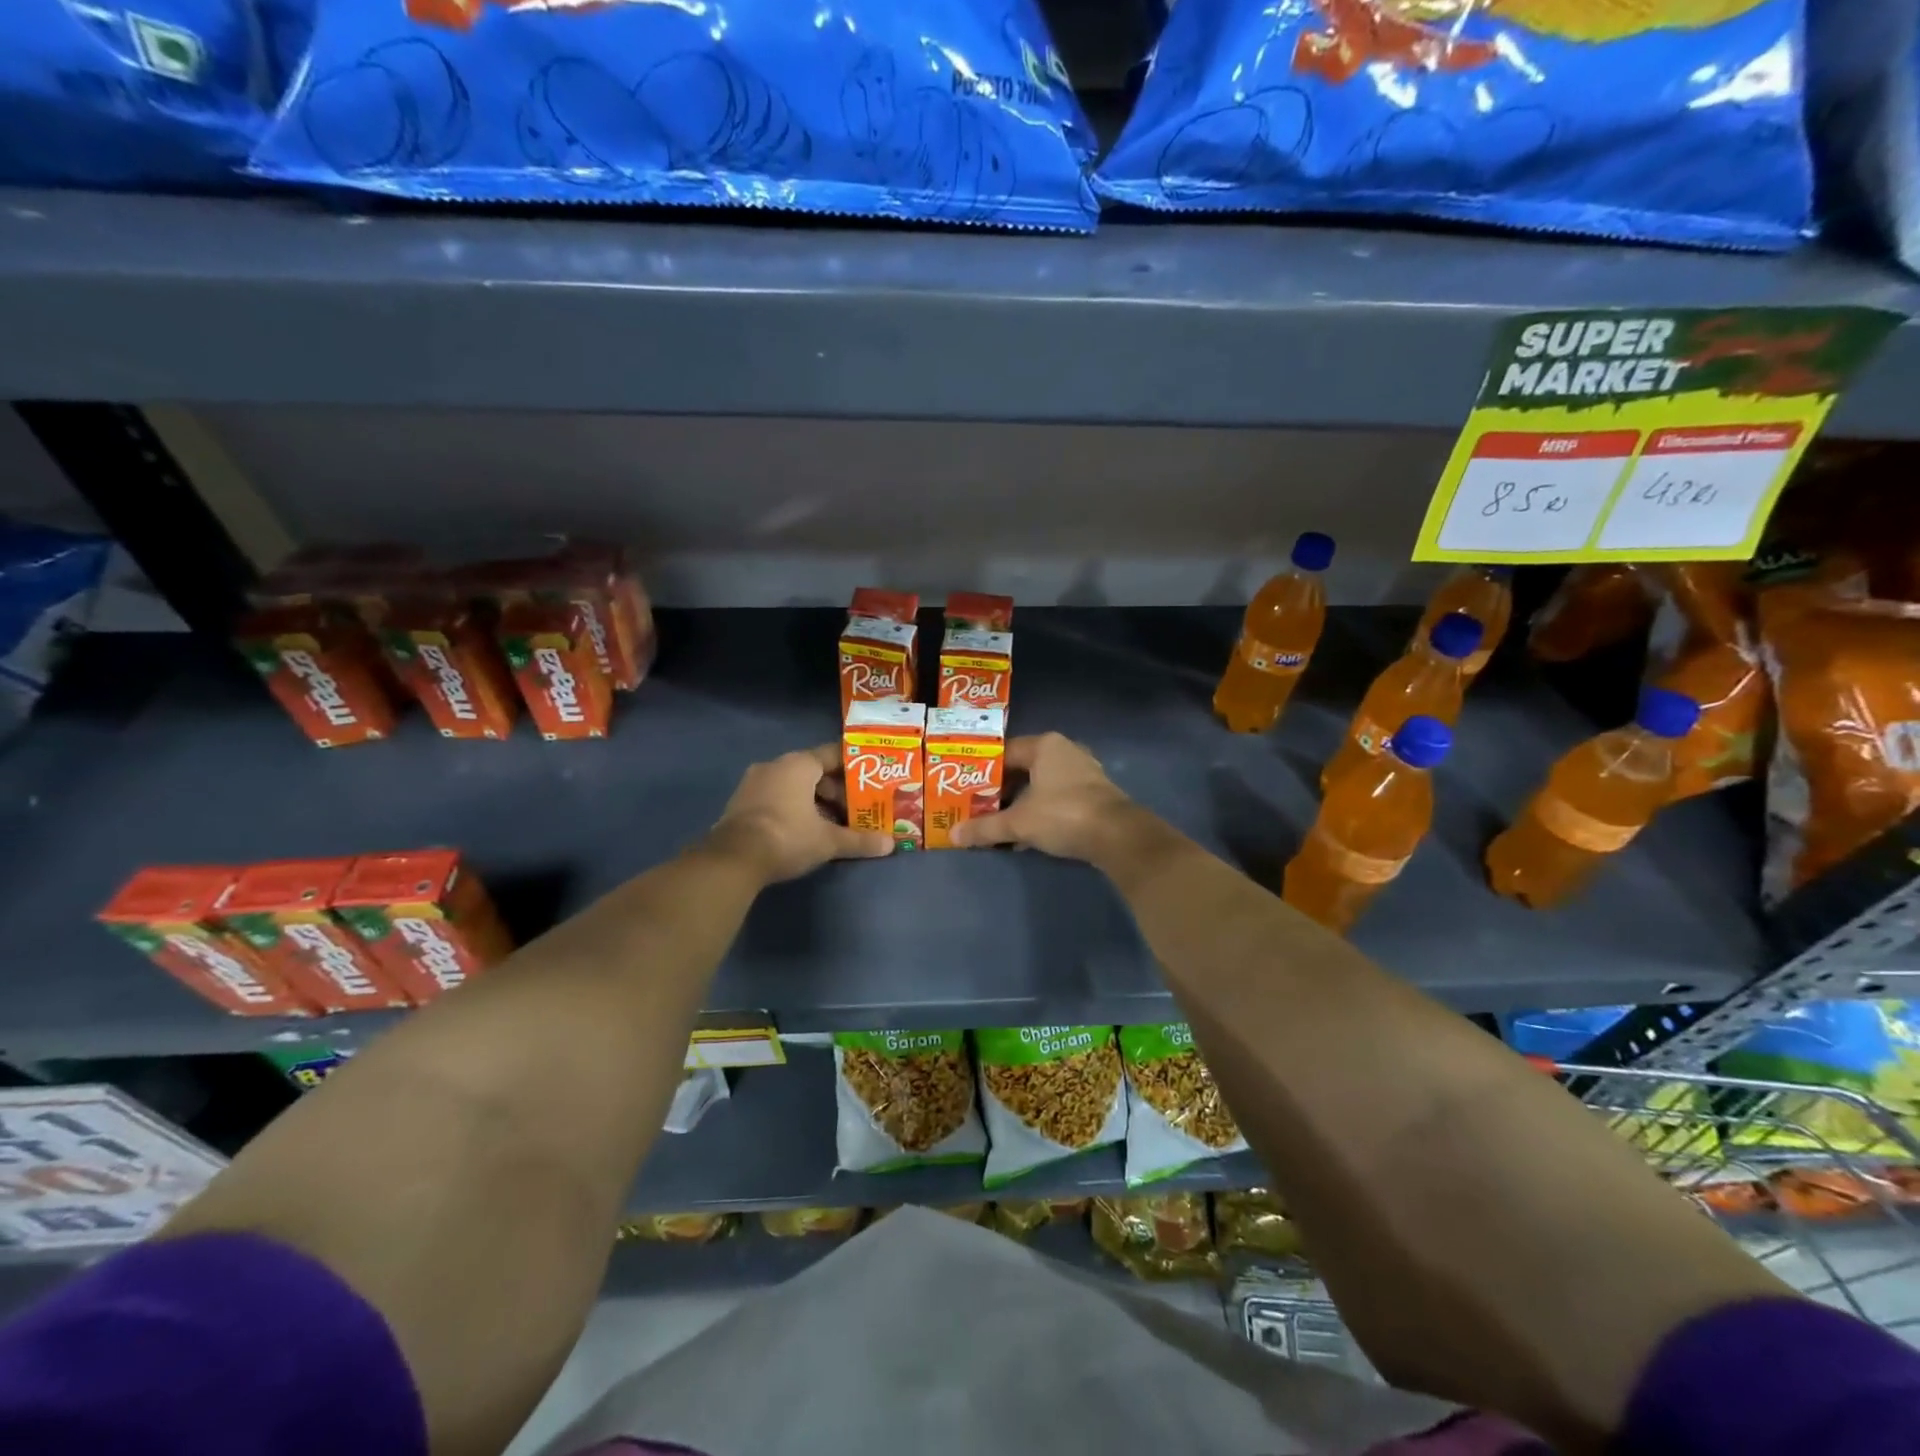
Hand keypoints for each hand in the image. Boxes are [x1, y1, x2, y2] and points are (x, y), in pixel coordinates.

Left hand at [708, 745, 892, 883]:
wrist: (733, 859)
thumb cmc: (787, 837)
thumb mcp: (828, 841)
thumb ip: (859, 840)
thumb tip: (891, 845)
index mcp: (798, 764)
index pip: (833, 754)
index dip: (854, 767)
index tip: (871, 779)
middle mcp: (775, 765)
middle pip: (814, 771)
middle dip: (835, 790)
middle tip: (855, 809)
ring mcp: (753, 783)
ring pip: (793, 785)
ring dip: (814, 801)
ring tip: (833, 823)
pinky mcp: (740, 802)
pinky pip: (775, 797)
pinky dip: (793, 808)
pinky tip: (805, 830)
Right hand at [951, 732, 1135, 861]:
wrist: (1117, 836)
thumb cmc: (1063, 815)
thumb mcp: (1018, 822)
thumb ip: (985, 827)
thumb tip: (953, 835)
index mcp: (1044, 745)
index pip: (1004, 752)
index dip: (983, 771)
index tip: (965, 788)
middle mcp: (1065, 751)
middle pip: (1023, 769)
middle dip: (1001, 791)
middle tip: (978, 807)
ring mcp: (1083, 772)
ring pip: (1041, 785)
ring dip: (1021, 804)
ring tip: (999, 823)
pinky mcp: (1094, 794)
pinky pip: (1058, 798)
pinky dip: (1041, 812)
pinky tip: (1027, 835)